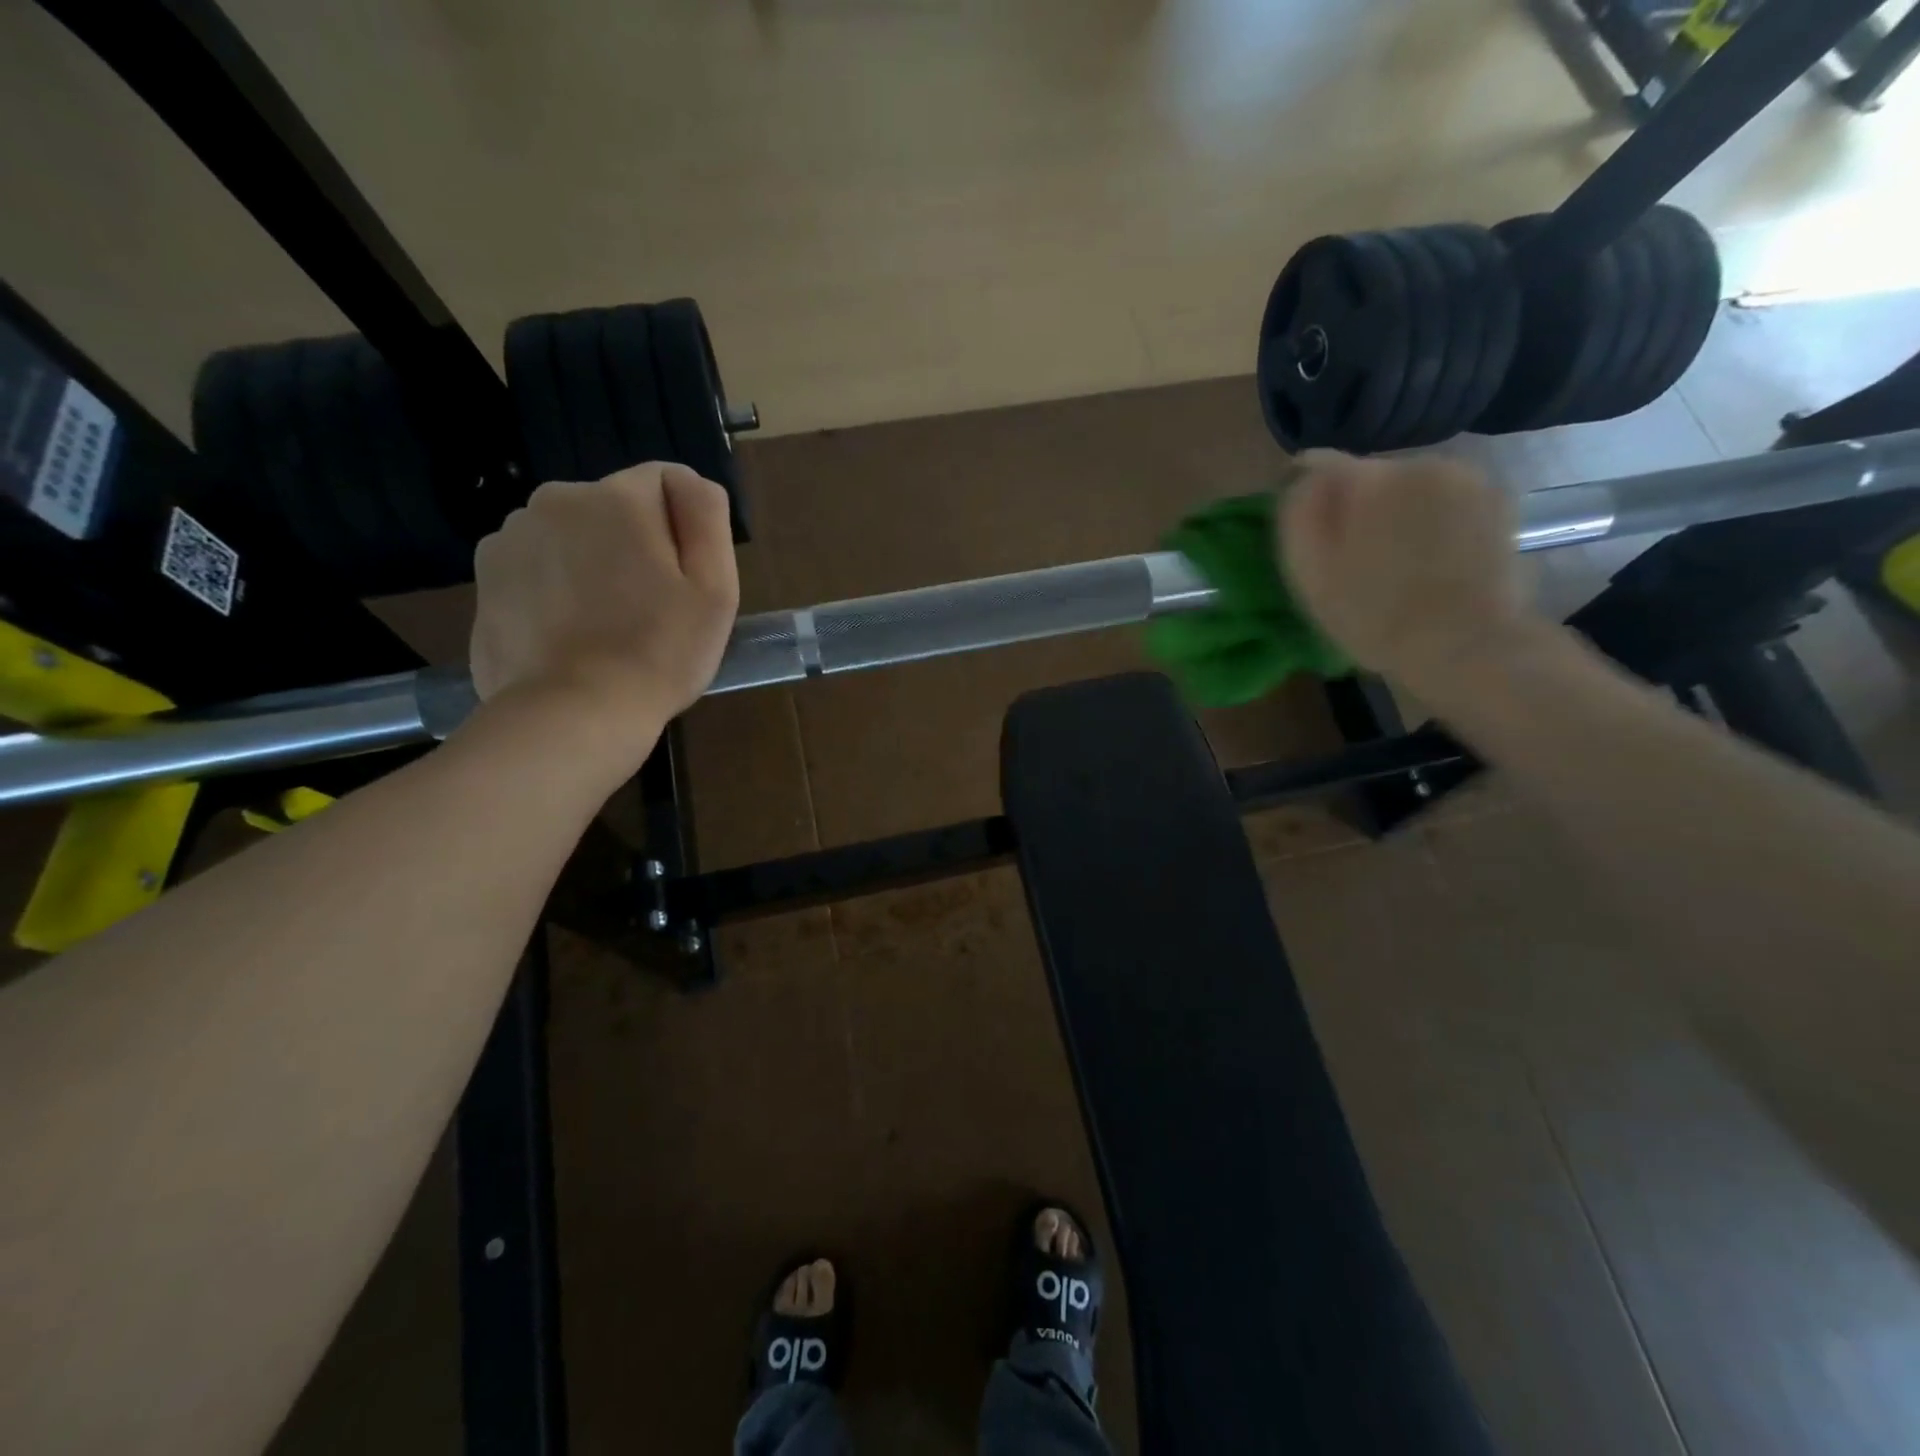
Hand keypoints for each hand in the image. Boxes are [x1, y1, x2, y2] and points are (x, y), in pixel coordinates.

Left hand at [470, 462, 739, 766]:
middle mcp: (554, 500)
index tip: (684, 580)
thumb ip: (707, 516)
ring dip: (593, 563)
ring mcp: (510, 537)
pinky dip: (556, 588)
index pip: (665, 483)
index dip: (685, 530)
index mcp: (615, 497)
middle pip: (615, 509)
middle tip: (650, 608)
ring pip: (574, 537)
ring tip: (607, 625)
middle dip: (634, 544)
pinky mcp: (485, 577)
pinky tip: (570, 633)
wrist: (573, 713)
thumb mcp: (715, 586)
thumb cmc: (659, 652)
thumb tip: (691, 482)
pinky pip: (538, 566)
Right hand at [1279, 452, 1530, 695]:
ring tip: (1398, 559)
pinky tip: (1434, 557)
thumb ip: (1300, 511)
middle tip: (1356, 555)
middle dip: (1360, 504)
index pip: (1319, 463)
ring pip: (1411, 484)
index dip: (1309, 496)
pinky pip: (1447, 497)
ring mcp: (1465, 477)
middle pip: (1370, 474)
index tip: (1311, 532)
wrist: (1463, 644)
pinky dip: (1437, 517)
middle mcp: (1418, 462)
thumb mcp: (1310, 571)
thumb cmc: (1371, 615)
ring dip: (1399, 510)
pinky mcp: (1498, 498)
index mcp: (1367, 479)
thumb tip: (1302, 473)